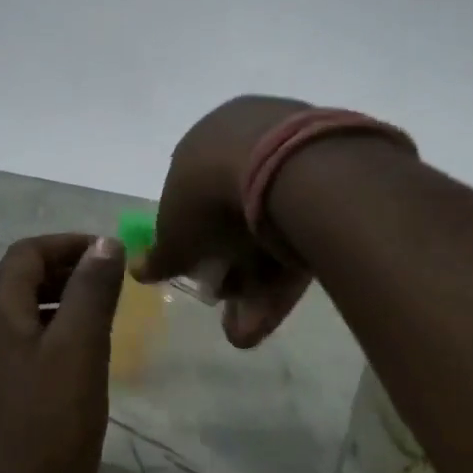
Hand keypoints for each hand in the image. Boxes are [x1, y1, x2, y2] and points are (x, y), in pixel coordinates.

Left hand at [0, 233, 126, 472]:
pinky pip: (27, 351)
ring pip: (26, 318)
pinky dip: (57, 340)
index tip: (112, 255)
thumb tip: (105, 244)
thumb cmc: (44, 433)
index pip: (26, 253)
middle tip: (116, 285)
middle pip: (22, 281)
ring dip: (64, 306)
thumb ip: (90, 294)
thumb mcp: (78, 353)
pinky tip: (85, 366)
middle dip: (68, 272)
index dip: (69, 244)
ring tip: (108, 320)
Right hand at [136, 95, 316, 348]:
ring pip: (273, 229)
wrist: (288, 171)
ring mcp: (294, 158)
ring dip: (258, 285)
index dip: (195, 241)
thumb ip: (159, 256)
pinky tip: (274, 313)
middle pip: (237, 216)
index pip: (194, 197)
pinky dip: (288, 271)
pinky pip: (304, 229)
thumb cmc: (211, 196)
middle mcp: (248, 142)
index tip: (201, 273)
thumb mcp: (175, 234)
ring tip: (250, 330)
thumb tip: (138, 269)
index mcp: (204, 144)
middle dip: (231, 270)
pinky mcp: (335, 183)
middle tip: (229, 306)